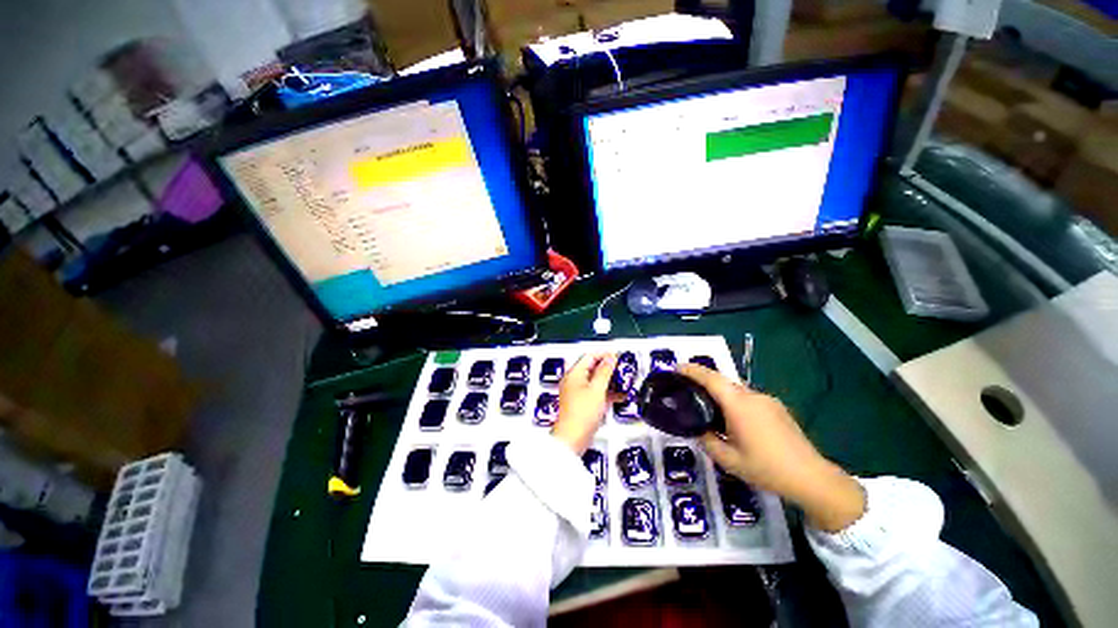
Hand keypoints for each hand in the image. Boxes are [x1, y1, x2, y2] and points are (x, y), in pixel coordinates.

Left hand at [552, 353, 619, 453]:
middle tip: (621, 368)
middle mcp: (573, 382)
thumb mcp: (597, 388)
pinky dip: (607, 393)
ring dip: (609, 381)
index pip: (589, 356)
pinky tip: (619, 396)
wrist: (573, 439)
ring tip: (623, 381)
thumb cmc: (581, 414)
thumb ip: (604, 371)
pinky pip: (596, 393)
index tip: (617, 355)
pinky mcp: (582, 405)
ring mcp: (577, 394)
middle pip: (592, 368)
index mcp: (574, 374)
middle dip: (607, 367)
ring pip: (595, 381)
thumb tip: (610, 357)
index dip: (604, 354)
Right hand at [679, 364, 865, 531]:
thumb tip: (699, 430)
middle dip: (704, 381)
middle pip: (723, 381)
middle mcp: (753, 396)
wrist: (812, 478)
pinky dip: (735, 401)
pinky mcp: (777, 408)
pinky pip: (749, 398)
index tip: (676, 367)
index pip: (711, 378)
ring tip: (710, 408)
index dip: (692, 370)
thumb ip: (707, 441)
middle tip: (688, 389)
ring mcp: (767, 400)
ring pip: (736, 389)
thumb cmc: (766, 468)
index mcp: (738, 405)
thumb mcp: (728, 460)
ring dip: (721, 393)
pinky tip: (735, 420)